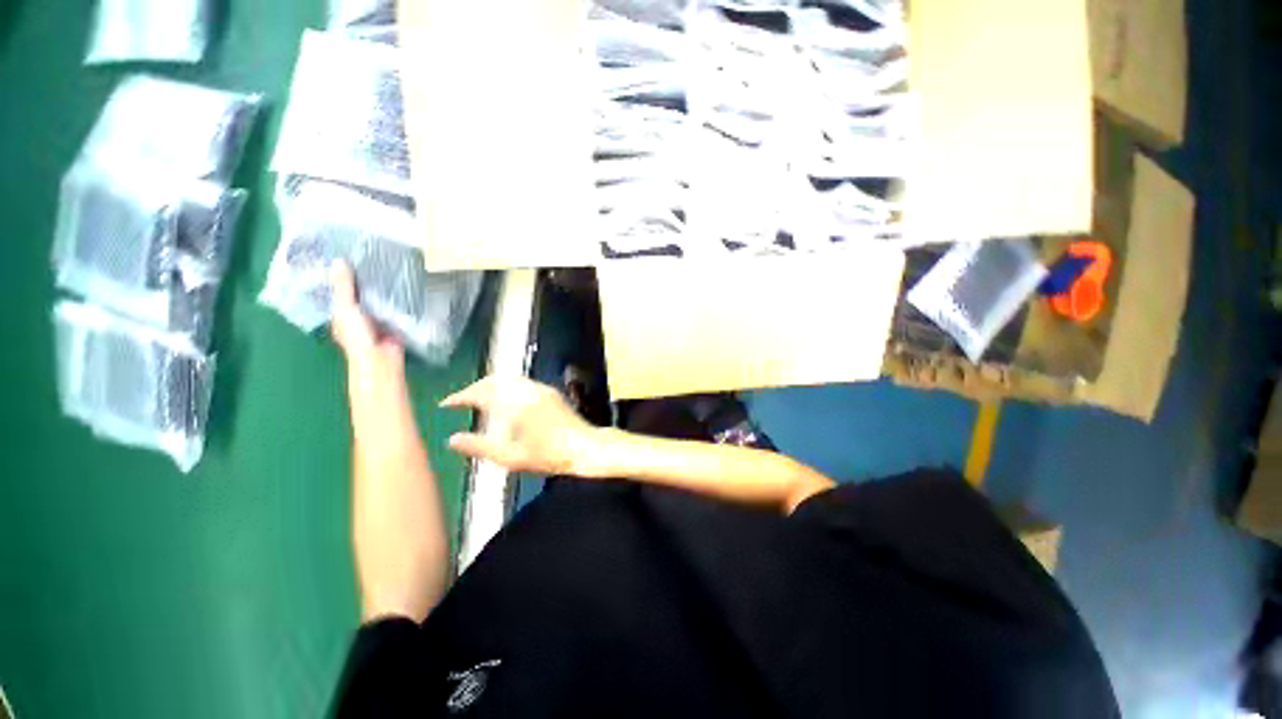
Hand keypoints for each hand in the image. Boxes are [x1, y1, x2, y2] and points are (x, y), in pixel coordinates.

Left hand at [330, 262, 405, 397]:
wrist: (381, 358)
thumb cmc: (356, 335)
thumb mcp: (346, 308)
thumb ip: (344, 287)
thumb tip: (339, 260)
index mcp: (340, 310)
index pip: (340, 287)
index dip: (341, 272)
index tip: (347, 252)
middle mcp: (358, 312)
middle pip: (361, 291)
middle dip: (365, 276)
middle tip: (372, 252)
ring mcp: (377, 317)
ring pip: (379, 297)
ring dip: (384, 285)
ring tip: (391, 262)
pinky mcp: (395, 320)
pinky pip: (396, 305)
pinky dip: (399, 296)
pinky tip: (405, 282)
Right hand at [440, 376, 601, 476]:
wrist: (584, 447)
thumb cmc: (549, 455)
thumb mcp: (511, 457)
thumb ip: (480, 447)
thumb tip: (452, 440)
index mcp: (515, 403)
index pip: (480, 392)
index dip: (460, 396)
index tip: (446, 404)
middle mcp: (527, 390)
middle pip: (493, 381)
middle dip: (474, 388)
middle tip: (461, 401)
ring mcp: (541, 389)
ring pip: (508, 379)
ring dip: (491, 386)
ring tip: (479, 400)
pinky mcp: (550, 392)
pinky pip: (521, 382)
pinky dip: (506, 387)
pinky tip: (505, 400)